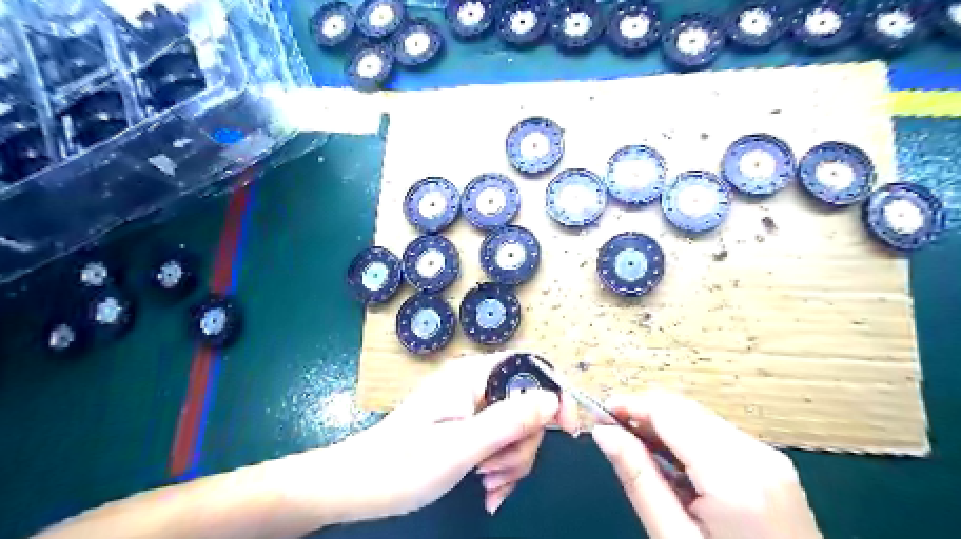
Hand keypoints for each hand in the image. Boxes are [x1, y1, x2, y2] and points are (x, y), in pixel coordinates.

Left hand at [305, 352, 576, 524]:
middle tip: (498, 474)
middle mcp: (475, 384)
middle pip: (527, 404)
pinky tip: (488, 490)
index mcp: (472, 375)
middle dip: (523, 444)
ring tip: (488, 487)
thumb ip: (510, 420)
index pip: (529, 366)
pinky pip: (500, 441)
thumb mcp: (462, 446)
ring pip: (516, 427)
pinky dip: (501, 466)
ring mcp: (471, 406)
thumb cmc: (403, 464)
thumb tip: (553, 400)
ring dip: (511, 461)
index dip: (554, 393)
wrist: (359, 486)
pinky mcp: (467, 426)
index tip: (567, 430)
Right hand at [595, 392, 816, 537]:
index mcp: (733, 477)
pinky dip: (686, 438)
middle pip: (684, 409)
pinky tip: (673, 463)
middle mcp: (756, 454)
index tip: (599, 416)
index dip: (629, 405)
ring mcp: (769, 457)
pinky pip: (716, 432)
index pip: (669, 412)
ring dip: (663, 425)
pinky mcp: (772, 463)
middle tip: (613, 436)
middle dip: (644, 415)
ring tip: (639, 452)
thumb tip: (603, 432)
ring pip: (699, 416)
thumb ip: (638, 478)